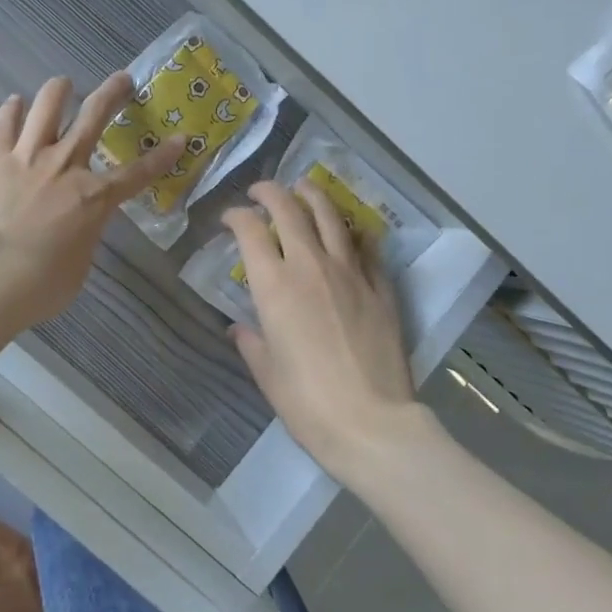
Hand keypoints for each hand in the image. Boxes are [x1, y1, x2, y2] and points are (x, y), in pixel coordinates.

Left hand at [0, 73, 182, 332]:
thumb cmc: (38, 285)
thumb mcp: (79, 267)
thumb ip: (84, 238)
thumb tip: (78, 230)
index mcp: (94, 198)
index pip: (139, 173)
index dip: (163, 156)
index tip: (180, 138)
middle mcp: (66, 164)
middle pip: (95, 116)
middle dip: (114, 93)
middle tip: (123, 79)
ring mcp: (28, 154)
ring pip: (49, 104)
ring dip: (60, 90)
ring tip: (64, 85)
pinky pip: (6, 120)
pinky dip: (13, 109)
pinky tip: (16, 104)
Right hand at [222, 180, 425, 486]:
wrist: (371, 422)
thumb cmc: (307, 402)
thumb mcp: (267, 372)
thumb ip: (251, 342)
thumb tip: (240, 329)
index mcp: (274, 286)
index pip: (250, 230)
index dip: (236, 216)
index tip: (231, 219)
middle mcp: (310, 266)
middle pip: (289, 210)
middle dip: (270, 192)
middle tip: (261, 191)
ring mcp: (350, 273)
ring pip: (330, 217)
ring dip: (313, 196)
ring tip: (304, 188)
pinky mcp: (380, 287)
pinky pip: (366, 247)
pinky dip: (353, 233)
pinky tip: (350, 232)